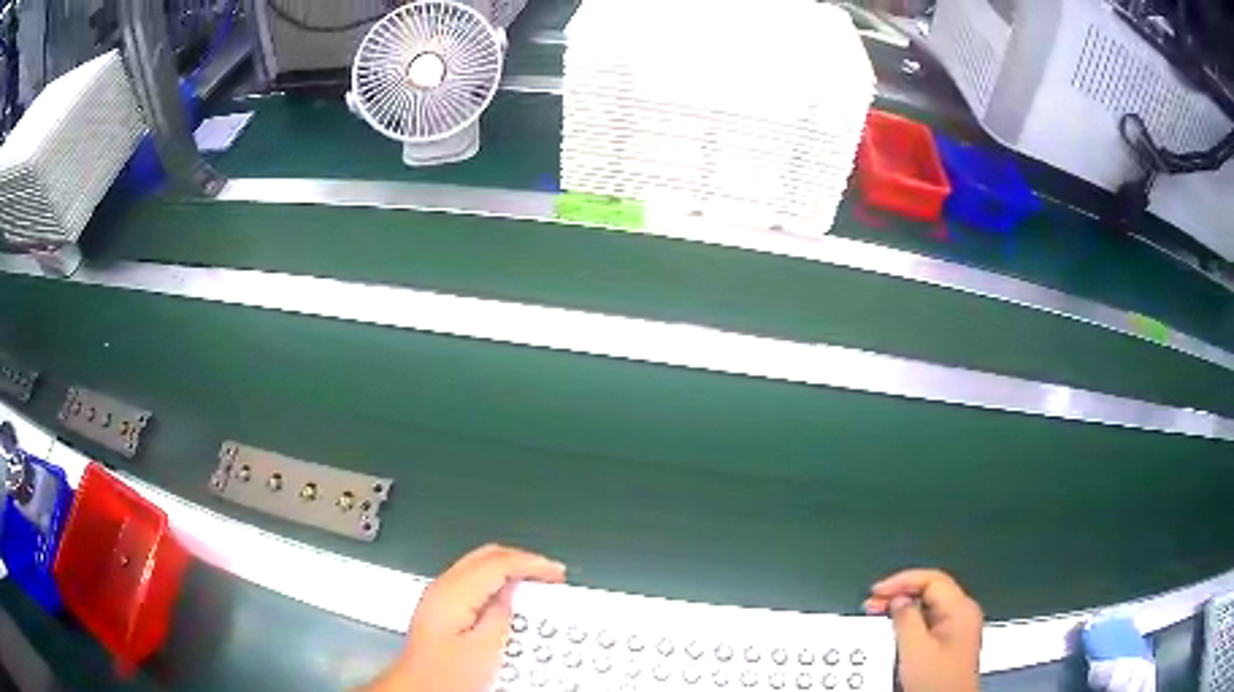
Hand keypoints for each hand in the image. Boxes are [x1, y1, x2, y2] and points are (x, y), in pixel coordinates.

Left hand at [360, 544, 566, 691]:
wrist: (419, 688)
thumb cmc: (445, 675)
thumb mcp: (484, 650)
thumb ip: (500, 615)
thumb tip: (512, 592)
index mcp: (453, 593)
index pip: (497, 562)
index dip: (530, 563)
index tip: (555, 573)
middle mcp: (442, 587)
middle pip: (486, 556)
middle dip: (521, 560)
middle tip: (549, 574)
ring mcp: (439, 596)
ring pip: (479, 566)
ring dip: (509, 570)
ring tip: (535, 584)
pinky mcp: (442, 608)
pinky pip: (474, 581)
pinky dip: (497, 582)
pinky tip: (510, 598)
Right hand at [864, 569, 982, 691]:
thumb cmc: (935, 681)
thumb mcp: (915, 650)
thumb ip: (906, 619)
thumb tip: (898, 599)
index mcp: (961, 609)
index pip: (932, 580)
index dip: (902, 581)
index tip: (876, 592)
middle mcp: (963, 614)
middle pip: (931, 591)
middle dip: (900, 594)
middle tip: (872, 604)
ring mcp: (958, 629)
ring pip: (928, 607)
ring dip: (903, 609)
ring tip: (878, 616)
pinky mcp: (950, 643)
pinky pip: (929, 622)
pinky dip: (909, 622)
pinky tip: (894, 631)